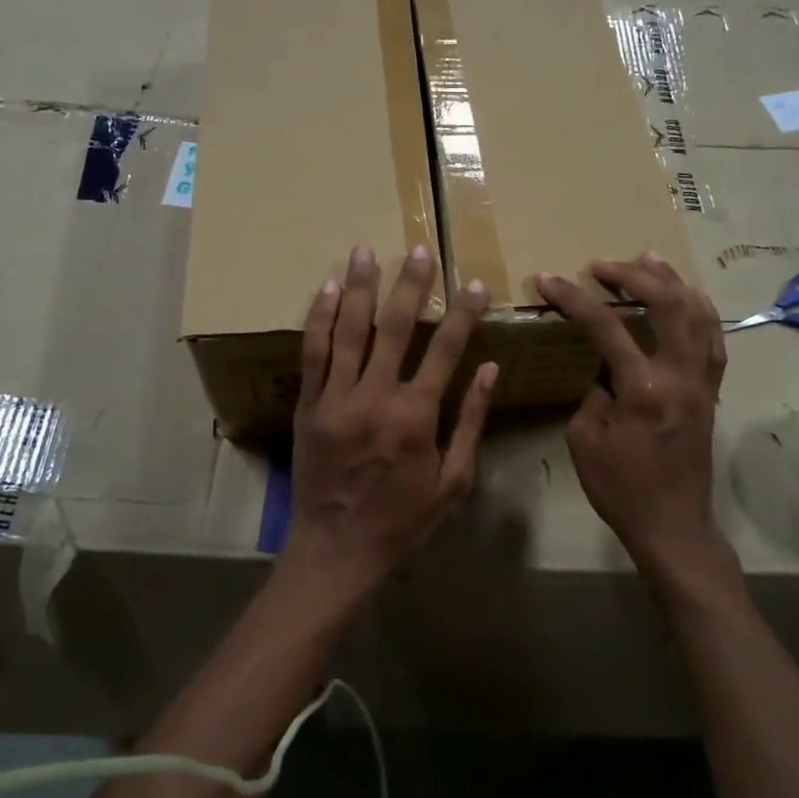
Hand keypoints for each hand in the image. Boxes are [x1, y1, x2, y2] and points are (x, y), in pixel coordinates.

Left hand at [283, 243, 497, 602]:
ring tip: (366, 250)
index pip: (445, 350)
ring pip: (349, 330)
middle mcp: (375, 397)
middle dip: (410, 284)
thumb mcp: (453, 480)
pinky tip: (327, 288)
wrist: (337, 548)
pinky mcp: (308, 405)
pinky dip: (320, 318)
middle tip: (418, 249)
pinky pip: (313, 353)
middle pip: (394, 327)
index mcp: (416, 416)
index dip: (462, 313)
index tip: (475, 284)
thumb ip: (470, 421)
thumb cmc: (403, 519)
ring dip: (360, 287)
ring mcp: (336, 398)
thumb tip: (490, 370)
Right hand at [536, 252, 726, 578]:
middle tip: (602, 265)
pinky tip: (686, 296)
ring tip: (647, 260)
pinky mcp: (711, 391)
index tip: (548, 279)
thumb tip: (605, 366)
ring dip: (672, 282)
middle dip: (633, 275)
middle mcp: (681, 376)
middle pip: (668, 304)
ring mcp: (703, 381)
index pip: (607, 327)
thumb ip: (593, 391)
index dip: (574, 298)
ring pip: (699, 314)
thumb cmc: (621, 487)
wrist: (673, 524)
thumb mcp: (585, 439)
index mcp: (644, 389)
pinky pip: (713, 338)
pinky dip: (699, 309)